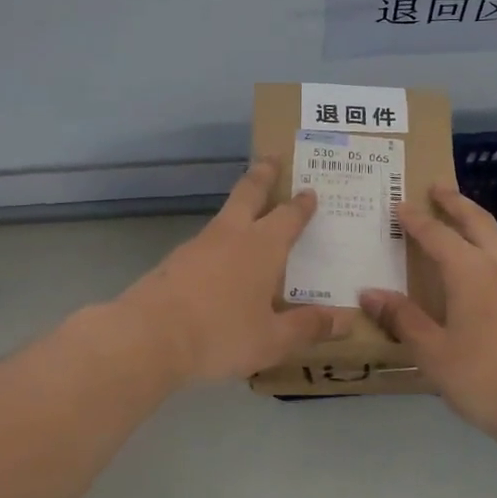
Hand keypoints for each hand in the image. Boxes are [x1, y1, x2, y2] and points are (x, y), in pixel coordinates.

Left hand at [118, 159, 352, 381]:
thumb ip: (308, 327)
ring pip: (224, 215)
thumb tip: (346, 321)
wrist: (149, 337)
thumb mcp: (272, 338)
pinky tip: (220, 259)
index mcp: (263, 246)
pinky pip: (206, 242)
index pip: (289, 216)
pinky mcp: (174, 261)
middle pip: (249, 193)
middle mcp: (231, 235)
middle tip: (272, 158)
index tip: (310, 191)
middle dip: (263, 175)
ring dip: (239, 207)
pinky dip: (219, 241)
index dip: (302, 204)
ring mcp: (198, 245)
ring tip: (249, 213)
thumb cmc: (221, 333)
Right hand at [361, 182, 496, 441]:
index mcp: (470, 272)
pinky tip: (478, 265)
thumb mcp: (433, 352)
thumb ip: (402, 319)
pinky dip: (486, 245)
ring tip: (457, 218)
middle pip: (477, 221)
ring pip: (496, 237)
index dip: (415, 220)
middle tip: (436, 186)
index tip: (398, 205)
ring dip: (474, 220)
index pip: (437, 235)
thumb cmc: (484, 377)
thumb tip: (369, 293)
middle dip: (455, 201)